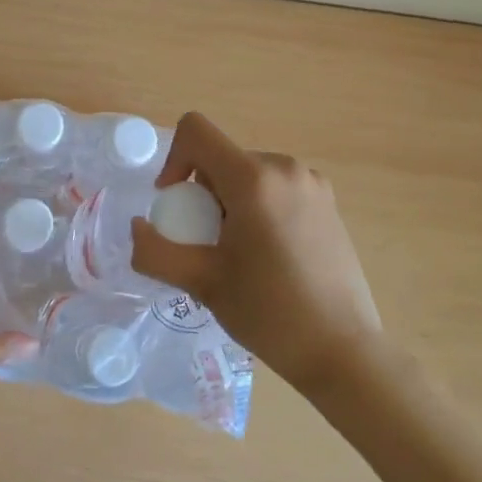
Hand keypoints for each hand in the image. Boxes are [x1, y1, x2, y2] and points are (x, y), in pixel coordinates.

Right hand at [131, 111, 381, 393]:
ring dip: (230, 201)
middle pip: (222, 157)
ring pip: (248, 173)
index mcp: (253, 178)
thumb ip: (156, 251)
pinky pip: (275, 186)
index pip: (196, 130)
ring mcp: (311, 181)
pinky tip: (269, 254)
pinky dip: (258, 206)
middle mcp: (284, 166)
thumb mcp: (201, 283)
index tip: (176, 204)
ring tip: (240, 253)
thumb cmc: (269, 313)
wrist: (343, 351)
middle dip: (204, 193)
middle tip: (209, 244)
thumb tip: (138, 228)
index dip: (173, 159)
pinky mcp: (328, 199)